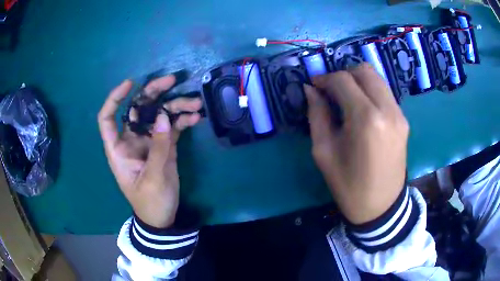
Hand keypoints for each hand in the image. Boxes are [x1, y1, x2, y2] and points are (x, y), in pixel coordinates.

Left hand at [98, 76, 201, 227]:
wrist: (162, 217)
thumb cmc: (150, 202)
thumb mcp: (154, 178)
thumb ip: (159, 148)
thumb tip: (164, 116)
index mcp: (118, 149)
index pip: (107, 119)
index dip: (115, 98)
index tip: (130, 83)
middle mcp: (131, 140)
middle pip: (137, 109)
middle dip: (153, 93)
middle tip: (172, 81)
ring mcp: (148, 141)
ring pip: (157, 115)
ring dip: (175, 106)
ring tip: (195, 103)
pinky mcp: (163, 145)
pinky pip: (172, 127)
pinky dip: (182, 121)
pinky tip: (195, 118)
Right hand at [304, 63, 408, 224]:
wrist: (380, 206)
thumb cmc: (348, 185)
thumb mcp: (324, 152)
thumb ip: (317, 115)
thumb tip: (310, 90)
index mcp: (365, 119)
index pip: (343, 80)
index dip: (325, 78)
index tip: (314, 85)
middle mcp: (387, 109)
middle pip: (364, 71)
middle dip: (344, 74)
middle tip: (331, 89)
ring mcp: (399, 114)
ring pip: (377, 78)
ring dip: (358, 80)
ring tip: (345, 96)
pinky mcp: (404, 120)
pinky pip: (385, 93)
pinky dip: (371, 91)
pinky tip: (361, 107)